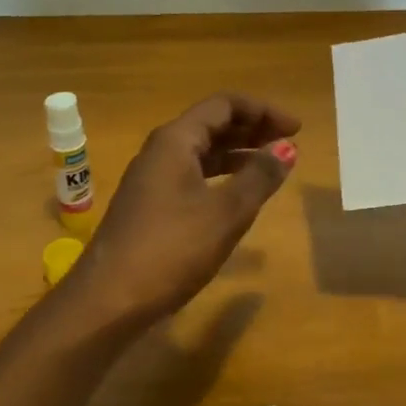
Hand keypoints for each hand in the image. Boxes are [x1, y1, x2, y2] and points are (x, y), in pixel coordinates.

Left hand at [67, 93, 300, 322]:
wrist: (109, 300)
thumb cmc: (171, 249)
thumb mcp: (226, 213)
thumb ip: (259, 177)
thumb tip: (287, 148)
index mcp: (175, 141)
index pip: (223, 105)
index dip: (262, 111)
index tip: (296, 129)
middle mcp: (160, 151)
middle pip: (211, 125)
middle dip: (251, 129)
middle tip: (288, 144)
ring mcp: (151, 180)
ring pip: (200, 152)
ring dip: (237, 154)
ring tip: (270, 167)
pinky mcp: (149, 206)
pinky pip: (191, 176)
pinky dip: (220, 177)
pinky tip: (237, 195)